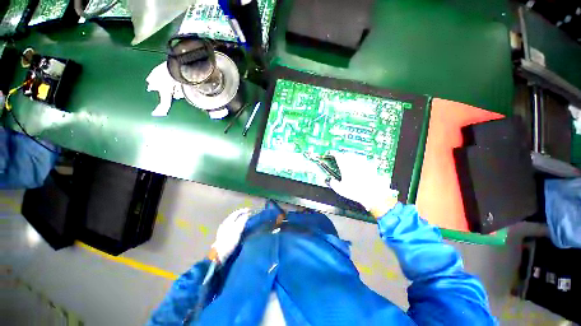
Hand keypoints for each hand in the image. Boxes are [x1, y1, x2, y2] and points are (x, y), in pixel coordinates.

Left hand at [209, 208, 250, 262]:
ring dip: (239, 219)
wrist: (219, 255)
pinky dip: (236, 224)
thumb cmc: (229, 242)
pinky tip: (239, 227)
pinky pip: (231, 226)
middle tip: (248, 214)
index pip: (236, 213)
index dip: (243, 211)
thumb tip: (246, 214)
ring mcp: (223, 229)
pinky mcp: (223, 235)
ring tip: (245, 220)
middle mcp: (225, 224)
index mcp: (227, 221)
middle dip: (241, 214)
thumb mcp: (237, 231)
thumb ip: (242, 221)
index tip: (250, 210)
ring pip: (232, 221)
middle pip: (234, 216)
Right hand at [329, 153, 397, 217]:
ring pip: (356, 156)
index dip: (335, 154)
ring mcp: (363, 164)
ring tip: (351, 158)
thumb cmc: (357, 192)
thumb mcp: (340, 190)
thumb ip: (334, 184)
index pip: (338, 156)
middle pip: (348, 154)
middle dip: (344, 154)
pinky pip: (365, 161)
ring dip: (352, 156)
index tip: (333, 153)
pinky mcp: (371, 168)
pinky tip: (362, 164)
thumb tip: (331, 181)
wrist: (373, 193)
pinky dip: (362, 161)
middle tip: (341, 157)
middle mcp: (354, 164)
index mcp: (345, 167)